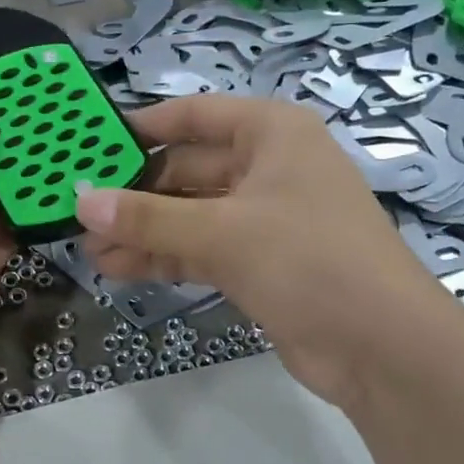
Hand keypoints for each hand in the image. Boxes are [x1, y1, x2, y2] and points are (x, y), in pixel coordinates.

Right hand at [74, 95, 448, 409]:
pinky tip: (118, 268)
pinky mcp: (260, 262)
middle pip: (187, 168)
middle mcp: (268, 167)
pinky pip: (201, 248)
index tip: (91, 144)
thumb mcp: (222, 231)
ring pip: (190, 213)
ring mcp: (264, 217)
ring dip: (143, 230)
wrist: (383, 347)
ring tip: (88, 247)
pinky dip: (165, 256)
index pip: (194, 116)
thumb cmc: (308, 259)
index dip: (143, 127)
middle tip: (80, 209)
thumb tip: (81, 201)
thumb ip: (149, 217)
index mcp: (271, 134)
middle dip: (135, 193)